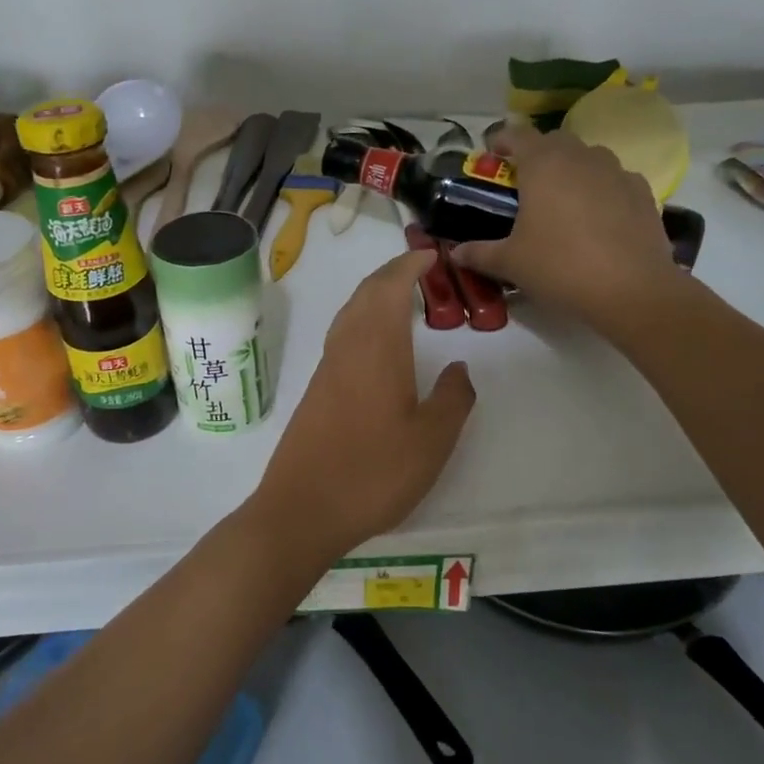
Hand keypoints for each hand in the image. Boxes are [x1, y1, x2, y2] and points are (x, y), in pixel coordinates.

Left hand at [245, 251, 475, 573]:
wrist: (303, 509)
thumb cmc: (373, 472)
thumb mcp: (432, 441)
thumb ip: (452, 399)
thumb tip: (460, 368)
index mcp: (377, 349)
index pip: (390, 288)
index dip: (409, 266)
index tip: (429, 254)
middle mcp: (347, 348)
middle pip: (365, 294)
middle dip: (391, 274)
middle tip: (420, 269)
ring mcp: (327, 369)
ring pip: (350, 313)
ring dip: (374, 295)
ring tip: (401, 297)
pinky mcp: (316, 391)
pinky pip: (341, 336)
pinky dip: (362, 320)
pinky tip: (375, 343)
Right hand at [449, 122, 682, 336]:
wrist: (631, 290)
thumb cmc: (560, 267)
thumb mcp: (510, 263)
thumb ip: (479, 253)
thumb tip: (455, 253)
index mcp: (544, 164)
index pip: (517, 134)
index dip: (501, 141)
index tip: (491, 156)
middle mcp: (581, 157)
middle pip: (554, 141)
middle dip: (537, 155)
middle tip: (524, 184)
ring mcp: (617, 172)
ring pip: (588, 158)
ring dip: (571, 170)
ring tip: (561, 201)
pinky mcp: (643, 192)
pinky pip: (614, 180)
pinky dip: (601, 189)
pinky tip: (596, 218)